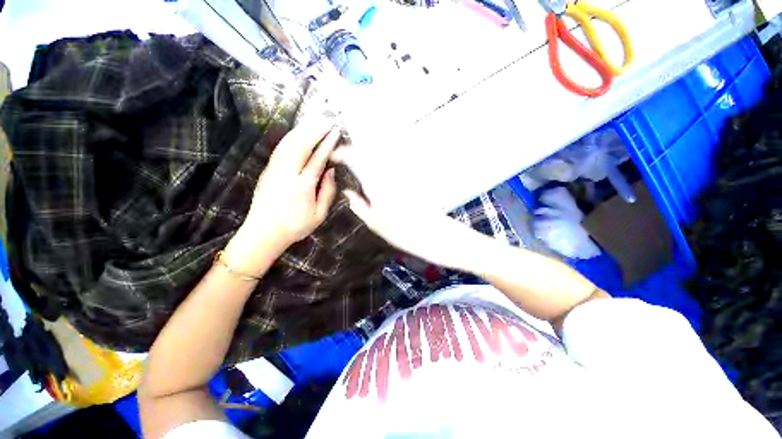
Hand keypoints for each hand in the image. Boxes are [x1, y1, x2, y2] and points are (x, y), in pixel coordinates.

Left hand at [225, 118, 339, 272]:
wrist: (263, 233)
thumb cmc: (296, 227)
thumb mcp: (319, 215)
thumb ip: (327, 192)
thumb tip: (330, 170)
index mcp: (302, 187)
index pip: (317, 159)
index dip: (327, 144)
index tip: (335, 131)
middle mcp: (286, 174)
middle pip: (300, 146)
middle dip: (314, 130)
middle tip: (325, 119)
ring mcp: (273, 171)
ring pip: (288, 144)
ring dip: (301, 130)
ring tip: (313, 120)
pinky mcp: (267, 171)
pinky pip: (279, 149)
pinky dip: (290, 137)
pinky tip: (297, 132)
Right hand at [331, 146, 484, 271]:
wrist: (431, 232)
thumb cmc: (401, 231)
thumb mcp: (373, 222)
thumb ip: (358, 204)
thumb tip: (347, 191)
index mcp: (376, 183)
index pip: (355, 158)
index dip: (342, 153)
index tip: (335, 156)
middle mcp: (388, 172)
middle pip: (369, 149)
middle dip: (354, 149)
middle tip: (346, 157)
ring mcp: (401, 171)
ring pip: (381, 152)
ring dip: (367, 152)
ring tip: (360, 161)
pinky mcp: (411, 175)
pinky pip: (393, 160)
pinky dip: (382, 159)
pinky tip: (379, 168)